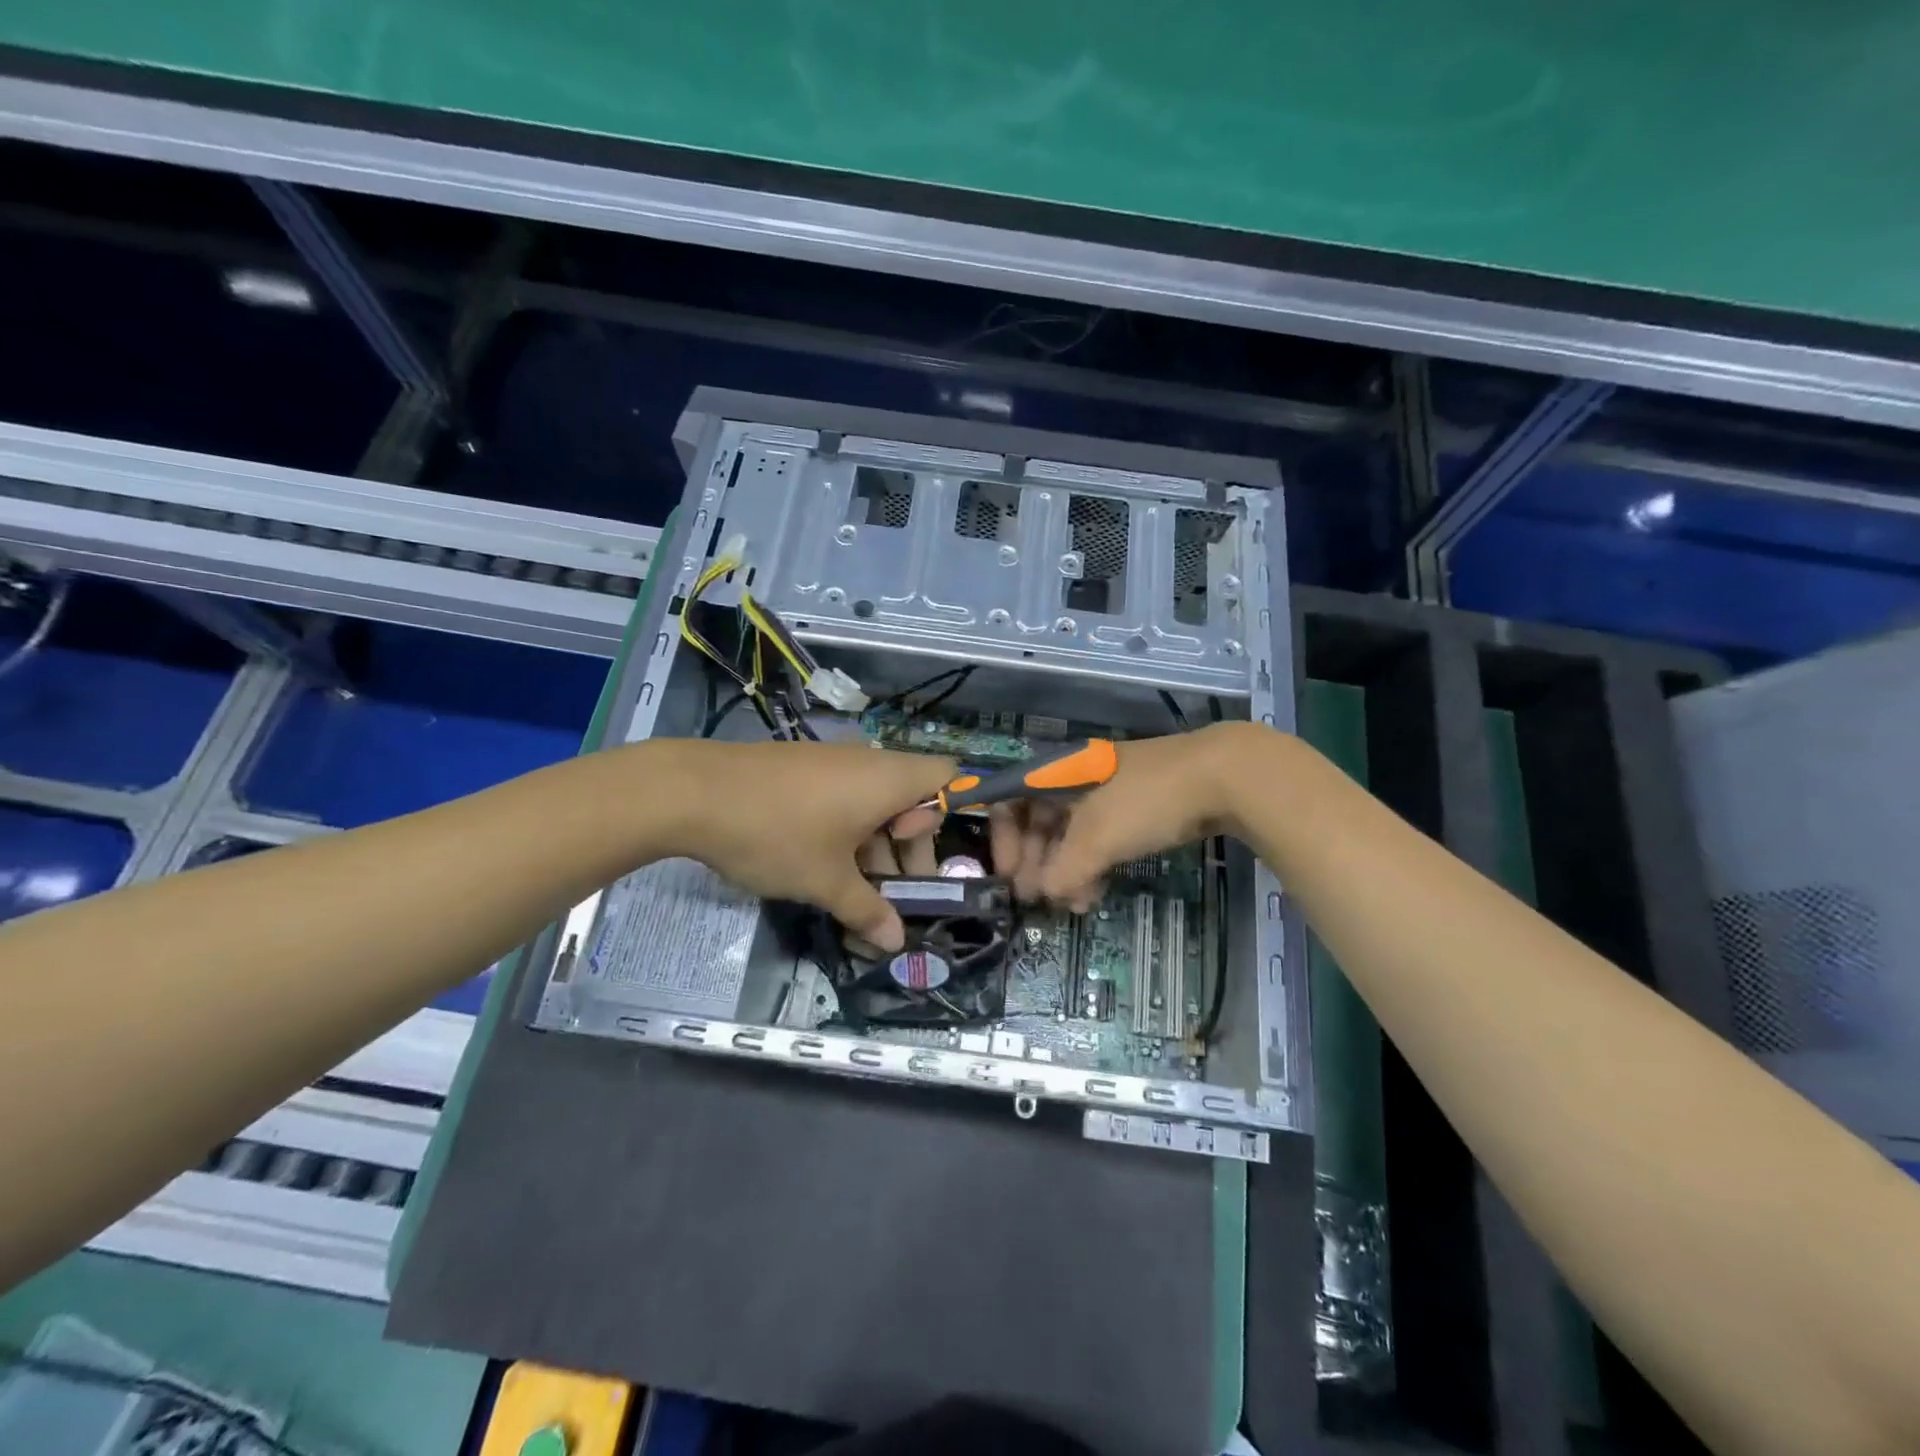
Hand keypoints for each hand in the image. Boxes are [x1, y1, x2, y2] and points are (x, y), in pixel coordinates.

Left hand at [665, 740, 951, 950]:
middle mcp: (867, 761)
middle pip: (910, 797)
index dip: (946, 816)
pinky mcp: (801, 768)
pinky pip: (842, 796)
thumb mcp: (825, 881)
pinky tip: (819, 865)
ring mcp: (831, 761)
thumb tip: (896, 943)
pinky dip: (845, 828)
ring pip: (872, 801)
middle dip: (906, 847)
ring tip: (852, 890)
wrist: (692, 792)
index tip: (914, 856)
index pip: (947, 776)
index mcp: (888, 779)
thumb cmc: (777, 833)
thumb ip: (867, 911)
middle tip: (890, 892)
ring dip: (873, 844)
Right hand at [989, 722, 1252, 908]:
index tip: (1008, 875)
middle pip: (1038, 820)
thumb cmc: (1147, 800)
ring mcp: (1106, 794)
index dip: (1002, 837)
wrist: (1224, 777)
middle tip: (1036, 899)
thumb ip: (1064, 870)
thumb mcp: (1098, 838)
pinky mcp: (1133, 809)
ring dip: (1064, 871)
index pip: (1010, 798)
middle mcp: (1075, 779)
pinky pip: (1099, 839)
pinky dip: (1091, 866)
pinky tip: (1095, 894)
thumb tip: (1045, 894)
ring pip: (1070, 834)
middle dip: (1034, 862)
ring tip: (1072, 905)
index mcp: (1058, 772)